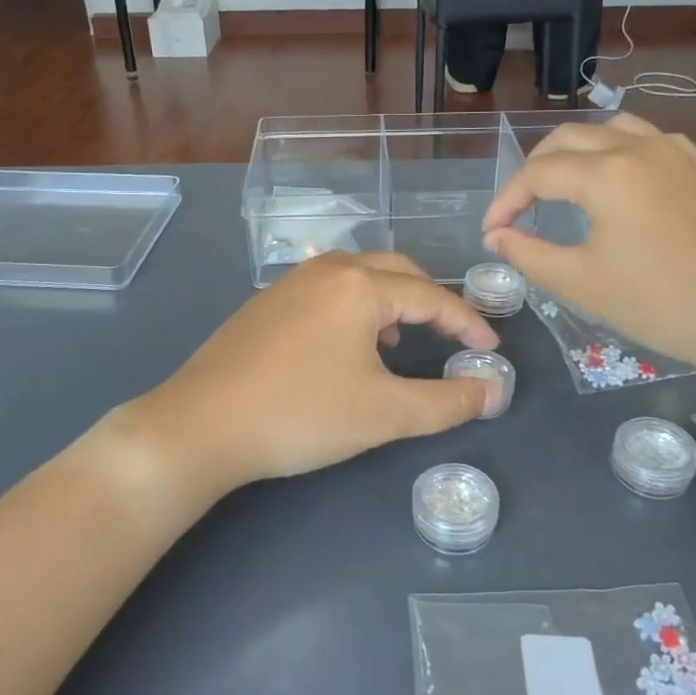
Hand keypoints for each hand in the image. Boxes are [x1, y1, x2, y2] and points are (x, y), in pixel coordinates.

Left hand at [118, 252, 498, 501]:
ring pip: (357, 276)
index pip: (433, 296)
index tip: (490, 350)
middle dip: (431, 300)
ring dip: (390, 300)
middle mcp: (328, 270)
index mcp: (360, 285)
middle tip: (451, 336)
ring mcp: (290, 283)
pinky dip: (354, 307)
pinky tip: (346, 346)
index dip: (468, 323)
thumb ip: (447, 402)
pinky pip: (326, 290)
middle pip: (396, 271)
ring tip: (400, 340)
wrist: (201, 424)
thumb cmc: (302, 414)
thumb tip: (494, 392)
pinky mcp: (266, 303)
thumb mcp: (385, 414)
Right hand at [482, 114, 695, 394]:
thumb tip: (497, 236)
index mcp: (607, 174)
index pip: (537, 173)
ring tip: (561, 186)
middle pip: (568, 138)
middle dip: (534, 170)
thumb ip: (528, 253)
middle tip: (518, 208)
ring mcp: (675, 152)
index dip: (506, 201)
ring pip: (609, 129)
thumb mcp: (581, 283)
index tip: (491, 232)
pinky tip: (614, 184)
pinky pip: (645, 139)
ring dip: (574, 151)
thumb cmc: (660, 303)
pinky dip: (615, 151)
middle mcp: (639, 147)